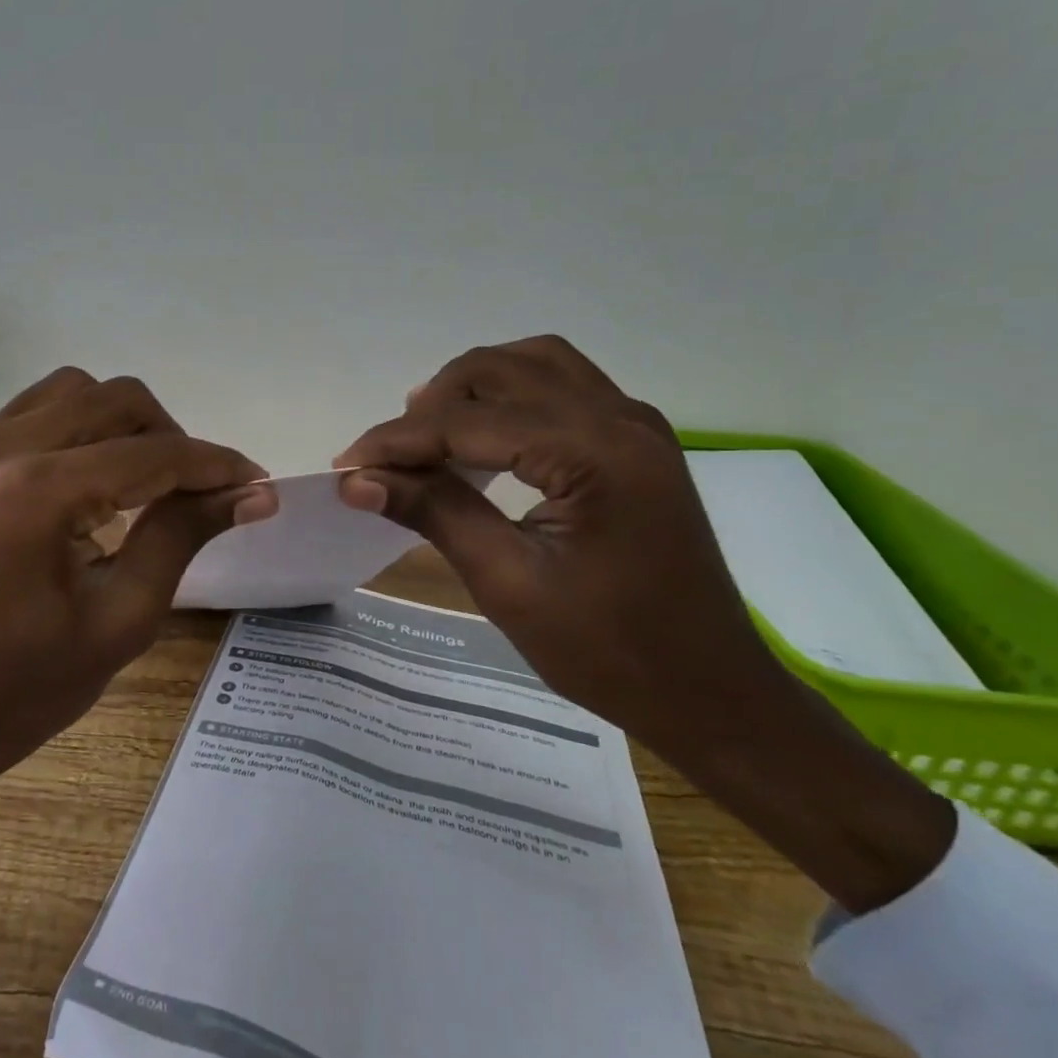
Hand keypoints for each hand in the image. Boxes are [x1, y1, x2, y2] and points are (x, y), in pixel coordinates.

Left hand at [0, 368, 275, 882]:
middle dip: (171, 437)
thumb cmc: (21, 689)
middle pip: (116, 398)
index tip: (257, 483)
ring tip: (144, 482)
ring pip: (75, 391)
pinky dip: (79, 428)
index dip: (216, 465)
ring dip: (123, 423)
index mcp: (40, 492)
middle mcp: (3, 447)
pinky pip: (36, 411)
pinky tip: (91, 482)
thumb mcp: (120, 620)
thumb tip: (252, 493)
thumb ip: (183, 537)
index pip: (154, 454)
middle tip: (196, 492)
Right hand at [335, 336, 953, 912]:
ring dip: (470, 388)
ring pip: (532, 364)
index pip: (469, 421)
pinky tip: (483, 435)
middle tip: (388, 459)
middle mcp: (620, 419)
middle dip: (430, 406)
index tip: (344, 466)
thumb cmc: (611, 653)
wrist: (712, 693)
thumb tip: (358, 480)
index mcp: (595, 454)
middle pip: (499, 370)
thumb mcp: (509, 584)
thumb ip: (434, 513)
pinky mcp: (636, 440)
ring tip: (428, 434)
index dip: (398, 441)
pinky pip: (561, 385)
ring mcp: (635, 424)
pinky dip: (510, 395)